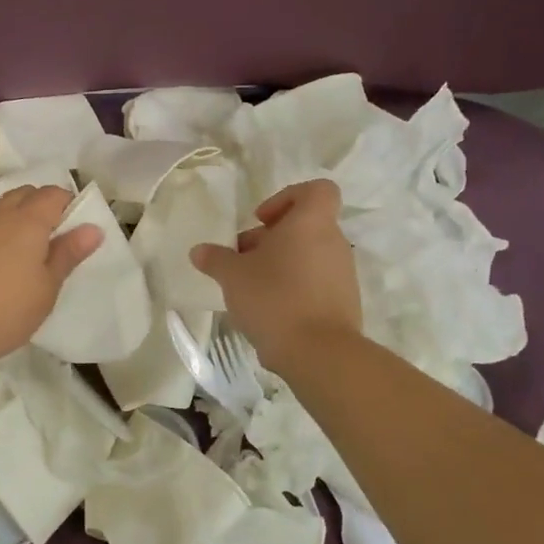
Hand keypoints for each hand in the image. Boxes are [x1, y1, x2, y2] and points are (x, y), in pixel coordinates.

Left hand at [0, 187, 102, 372]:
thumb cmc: (1, 313)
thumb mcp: (45, 291)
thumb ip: (67, 255)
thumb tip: (92, 228)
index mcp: (26, 222)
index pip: (53, 193)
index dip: (66, 204)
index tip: (71, 228)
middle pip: (22, 195)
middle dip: (38, 207)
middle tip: (46, 241)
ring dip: (8, 223)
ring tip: (13, 257)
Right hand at [190, 179, 361, 369]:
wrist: (319, 354)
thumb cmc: (275, 299)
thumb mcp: (233, 276)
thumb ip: (215, 259)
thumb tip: (199, 250)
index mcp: (311, 223)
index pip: (317, 190)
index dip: (287, 197)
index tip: (262, 220)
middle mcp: (334, 243)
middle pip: (304, 226)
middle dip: (271, 239)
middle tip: (242, 259)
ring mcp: (343, 274)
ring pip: (308, 255)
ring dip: (280, 264)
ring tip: (250, 288)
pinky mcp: (344, 303)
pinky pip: (316, 283)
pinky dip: (294, 288)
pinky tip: (269, 311)